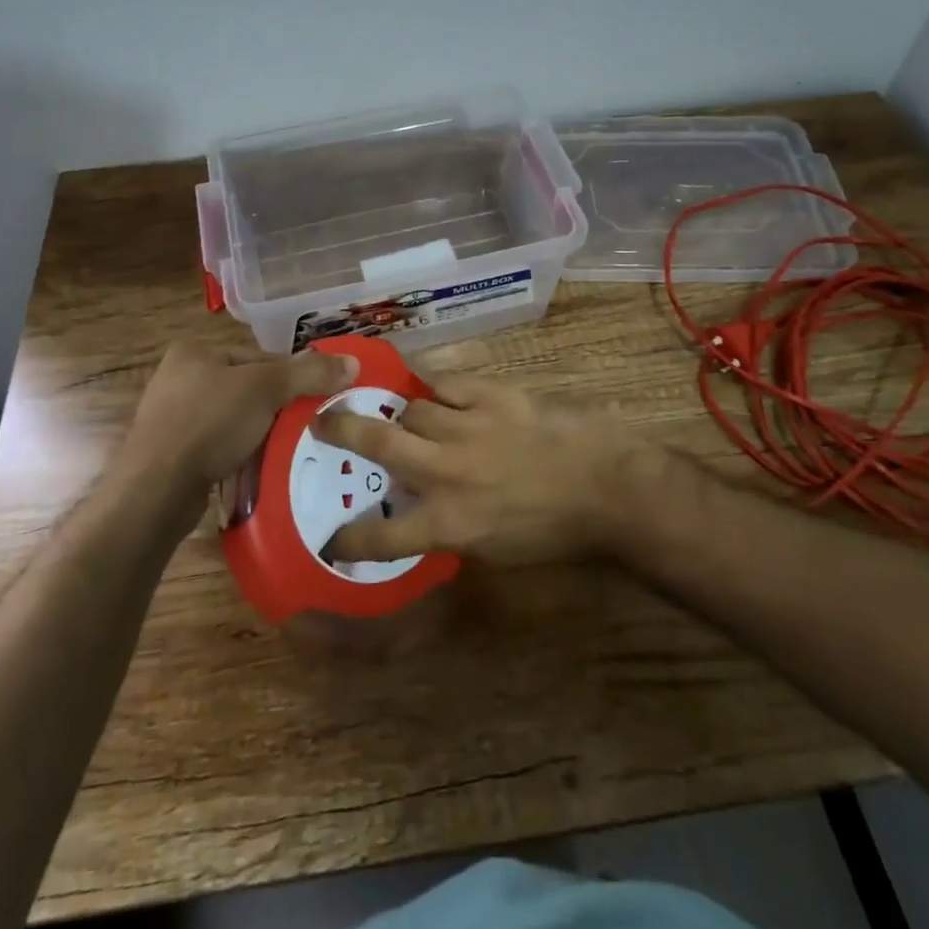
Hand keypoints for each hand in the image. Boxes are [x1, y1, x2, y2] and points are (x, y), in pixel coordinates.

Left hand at [124, 342, 357, 491]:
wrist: (156, 490)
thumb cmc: (209, 423)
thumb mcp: (266, 389)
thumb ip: (309, 374)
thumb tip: (353, 363)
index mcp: (196, 351)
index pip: (260, 357)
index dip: (293, 376)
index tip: (318, 399)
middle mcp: (179, 378)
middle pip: (248, 387)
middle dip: (277, 407)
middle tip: (306, 426)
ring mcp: (171, 417)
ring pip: (234, 418)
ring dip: (259, 432)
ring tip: (286, 448)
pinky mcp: (171, 452)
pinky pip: (217, 445)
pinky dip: (238, 453)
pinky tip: (256, 467)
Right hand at [317, 374, 654, 565]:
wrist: (607, 487)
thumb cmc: (555, 530)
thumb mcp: (496, 548)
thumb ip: (451, 527)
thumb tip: (423, 509)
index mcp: (448, 523)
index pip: (382, 535)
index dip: (349, 537)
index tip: (331, 538)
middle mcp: (447, 471)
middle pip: (377, 442)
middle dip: (340, 430)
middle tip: (321, 421)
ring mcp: (467, 427)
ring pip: (411, 407)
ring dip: (403, 413)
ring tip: (403, 413)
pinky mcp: (492, 394)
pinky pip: (445, 381)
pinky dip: (432, 385)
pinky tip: (427, 383)